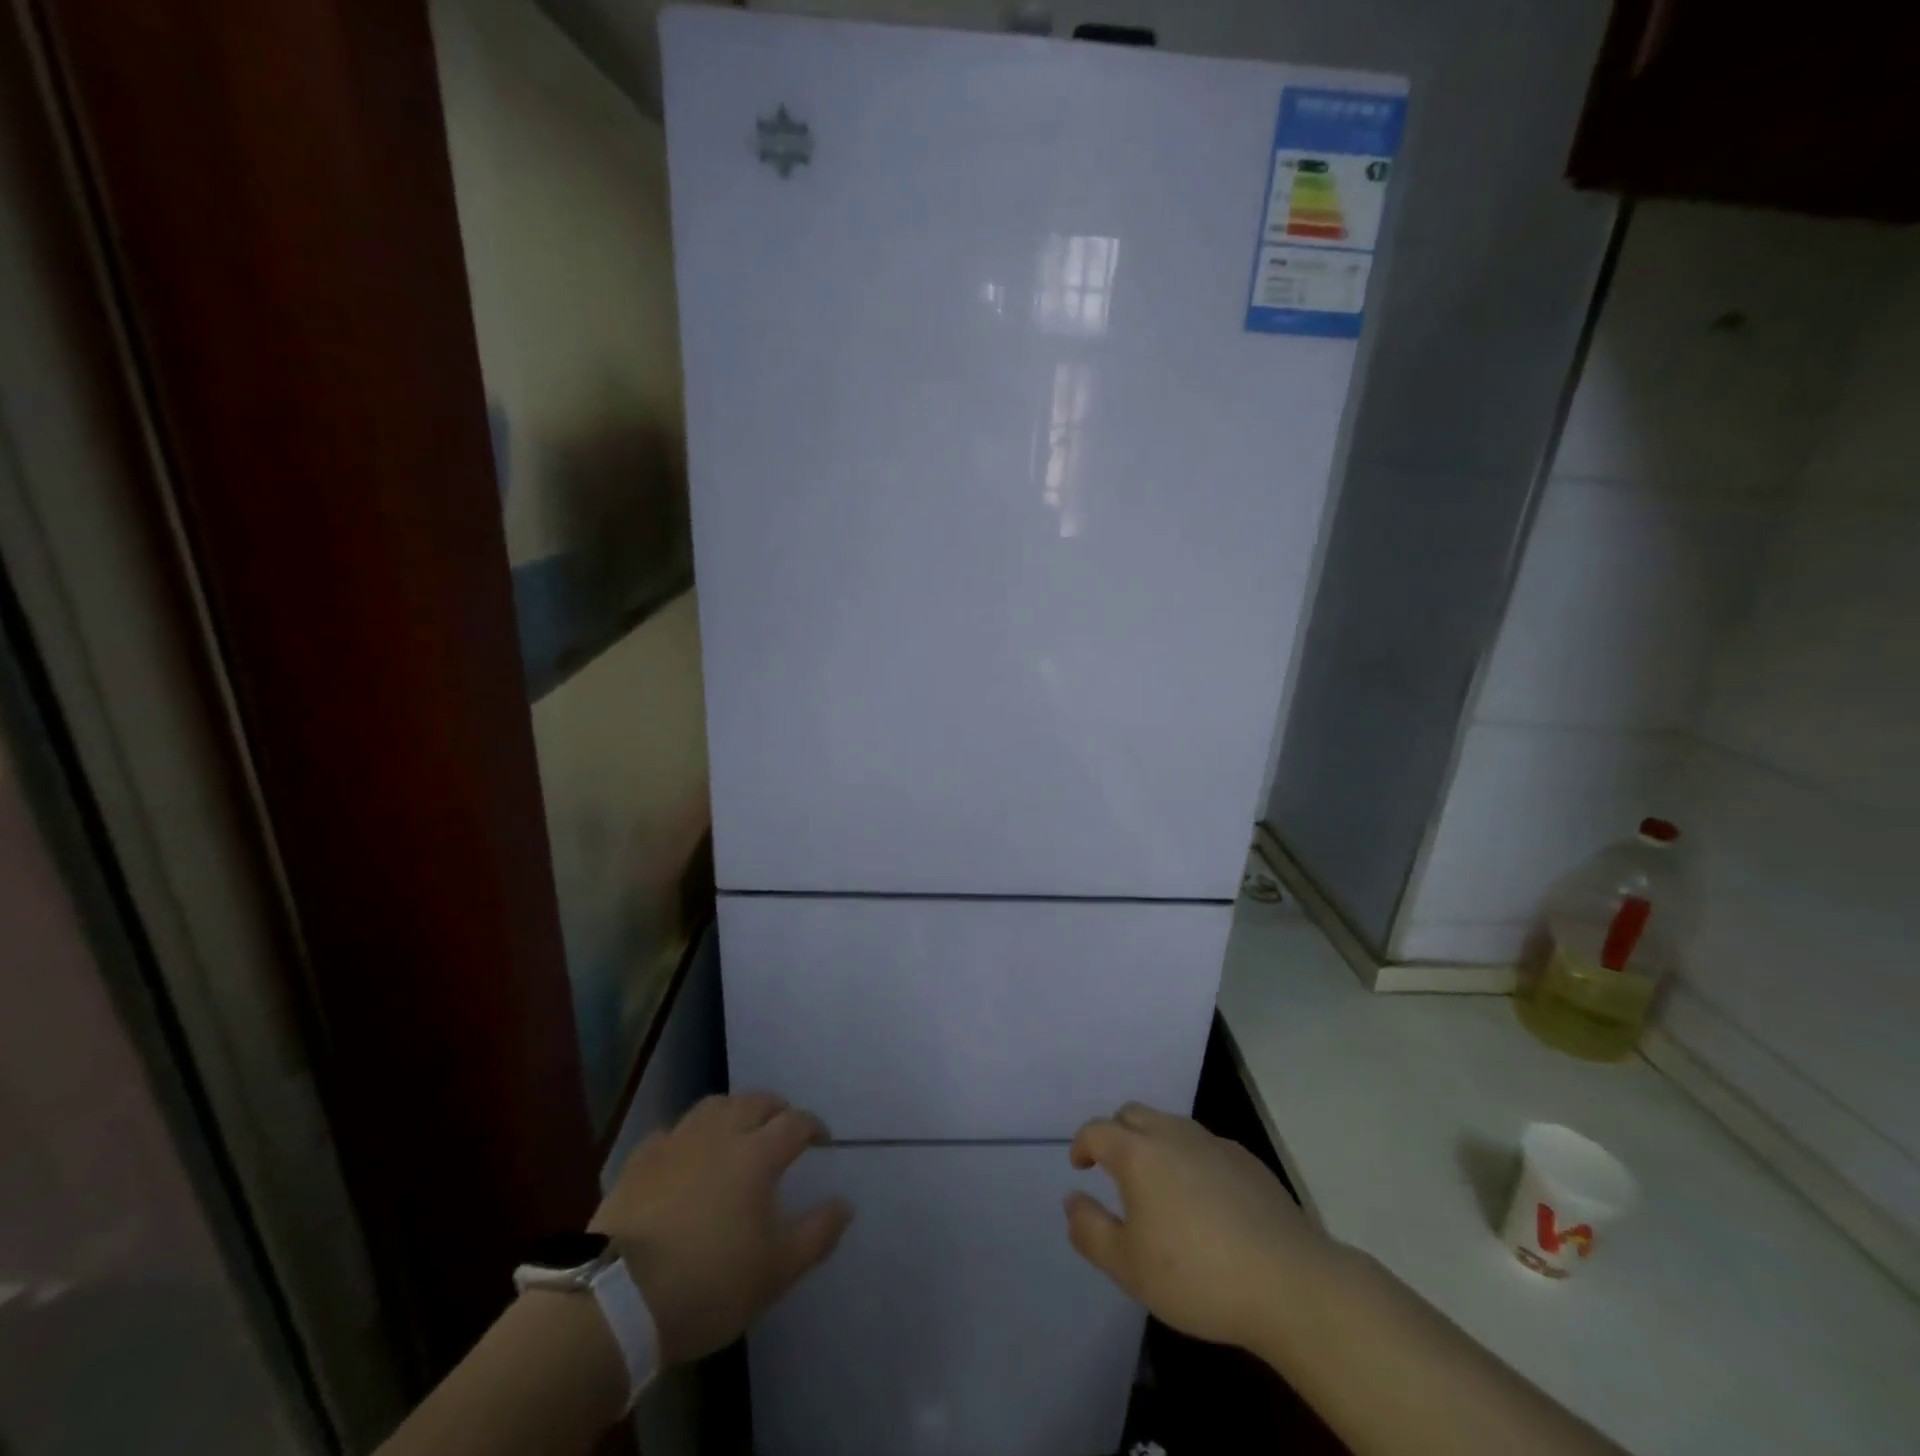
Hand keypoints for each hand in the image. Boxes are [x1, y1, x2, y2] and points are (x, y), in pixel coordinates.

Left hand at [591, 1092, 852, 1365]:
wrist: (617, 1299)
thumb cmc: (708, 1284)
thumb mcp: (775, 1272)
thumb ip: (816, 1234)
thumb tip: (845, 1204)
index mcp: (757, 1154)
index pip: (795, 1123)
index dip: (813, 1126)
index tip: (821, 1140)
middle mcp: (720, 1134)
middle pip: (755, 1102)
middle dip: (776, 1109)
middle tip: (782, 1126)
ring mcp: (677, 1142)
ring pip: (713, 1106)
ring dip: (733, 1111)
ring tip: (737, 1130)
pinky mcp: (640, 1159)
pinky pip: (671, 1132)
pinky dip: (687, 1136)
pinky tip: (685, 1155)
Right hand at [1064, 1102, 1329, 1351]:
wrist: (1289, 1283)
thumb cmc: (1197, 1276)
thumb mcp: (1129, 1267)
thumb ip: (1090, 1230)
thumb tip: (1072, 1200)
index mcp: (1139, 1153)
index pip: (1097, 1130)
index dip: (1082, 1144)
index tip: (1080, 1166)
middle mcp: (1172, 1134)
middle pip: (1132, 1114)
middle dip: (1115, 1133)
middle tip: (1114, 1169)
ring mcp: (1213, 1143)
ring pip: (1170, 1125)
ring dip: (1153, 1142)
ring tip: (1157, 1184)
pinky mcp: (1246, 1160)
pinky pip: (1204, 1145)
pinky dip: (1189, 1158)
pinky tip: (1203, 1199)